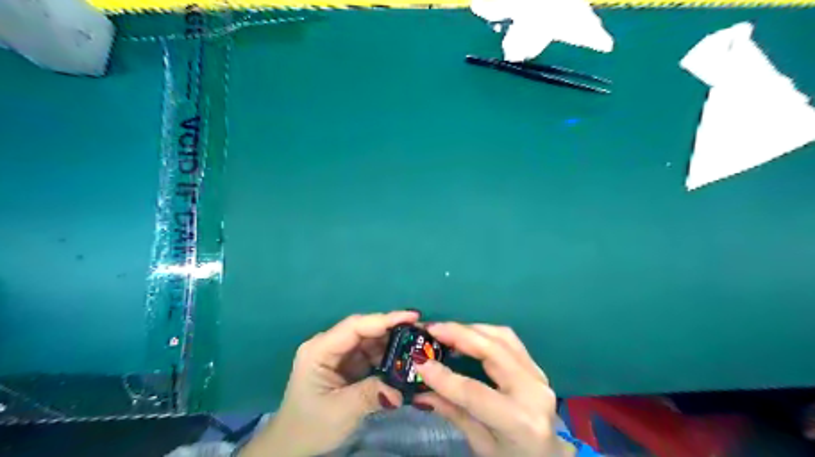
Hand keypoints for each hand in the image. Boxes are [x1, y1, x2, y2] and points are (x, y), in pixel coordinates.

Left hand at [239, 311, 420, 456]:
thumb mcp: (340, 411)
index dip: (384, 319)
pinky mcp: (346, 366)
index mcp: (320, 350)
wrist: (292, 447)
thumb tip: (401, 390)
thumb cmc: (309, 427)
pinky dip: (387, 357)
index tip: (413, 316)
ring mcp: (338, 355)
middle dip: (393, 330)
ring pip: (370, 341)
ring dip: (392, 344)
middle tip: (422, 332)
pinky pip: (370, 355)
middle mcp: (329, 346)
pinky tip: (403, 361)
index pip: (355, 327)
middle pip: (365, 330)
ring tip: (417, 346)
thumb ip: (371, 395)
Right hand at [411, 323, 575, 456]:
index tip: (419, 362)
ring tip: (445, 329)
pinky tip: (468, 333)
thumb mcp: (481, 445)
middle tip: (431, 329)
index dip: (444, 376)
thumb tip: (421, 391)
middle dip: (458, 335)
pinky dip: (485, 331)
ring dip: (471, 329)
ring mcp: (538, 374)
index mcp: (520, 421)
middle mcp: (533, 391)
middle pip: (492, 351)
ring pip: (502, 337)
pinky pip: (509, 339)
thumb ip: (453, 413)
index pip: (475, 393)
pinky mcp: (536, 366)